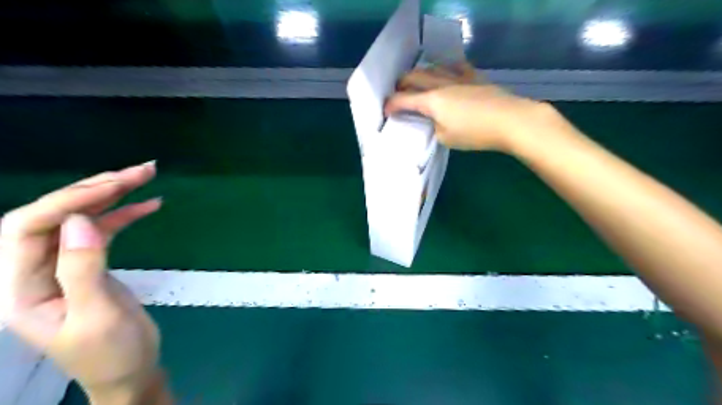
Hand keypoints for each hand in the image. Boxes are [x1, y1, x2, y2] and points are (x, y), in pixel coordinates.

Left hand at [0, 162, 162, 400]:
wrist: (130, 370)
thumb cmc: (111, 354)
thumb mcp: (97, 316)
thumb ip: (83, 269)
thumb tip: (80, 221)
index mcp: (20, 288)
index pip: (28, 229)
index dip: (66, 201)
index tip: (113, 186)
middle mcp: (33, 270)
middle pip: (54, 215)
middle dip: (95, 189)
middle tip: (139, 171)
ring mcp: (63, 265)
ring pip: (81, 218)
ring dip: (113, 195)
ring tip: (146, 176)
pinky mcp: (90, 264)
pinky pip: (103, 230)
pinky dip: (126, 214)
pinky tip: (150, 205)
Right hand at [387, 61, 559, 151]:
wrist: (510, 120)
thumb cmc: (475, 133)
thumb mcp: (446, 138)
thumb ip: (434, 127)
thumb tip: (435, 120)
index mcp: (431, 101)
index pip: (404, 100)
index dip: (391, 105)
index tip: (385, 111)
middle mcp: (441, 84)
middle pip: (415, 77)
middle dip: (401, 84)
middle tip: (397, 93)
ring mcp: (459, 78)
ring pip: (433, 68)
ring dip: (420, 73)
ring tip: (417, 81)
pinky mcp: (475, 78)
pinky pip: (456, 67)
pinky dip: (445, 69)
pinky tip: (446, 71)